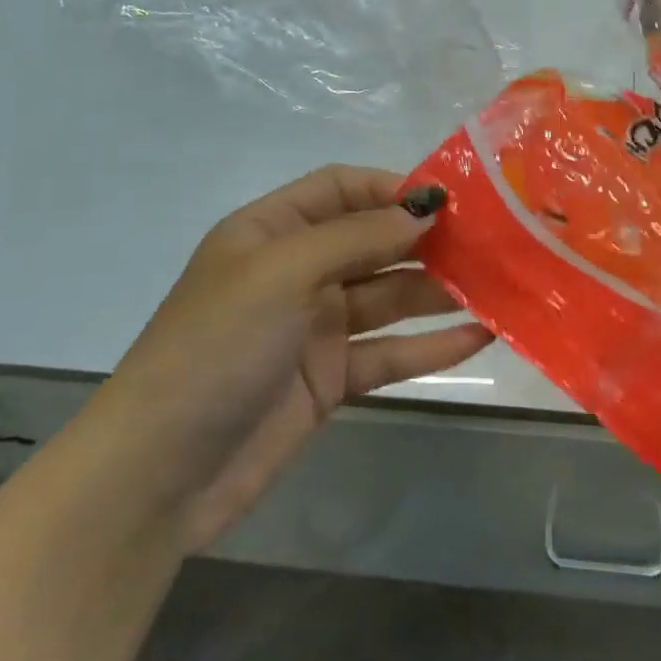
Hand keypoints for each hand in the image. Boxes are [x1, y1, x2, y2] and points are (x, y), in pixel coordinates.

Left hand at [104, 165, 490, 548]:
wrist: (161, 472)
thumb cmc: (217, 347)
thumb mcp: (283, 274)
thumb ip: (357, 237)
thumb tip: (424, 208)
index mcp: (271, 231)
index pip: (340, 189)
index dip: (391, 188)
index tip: (448, 200)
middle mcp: (296, 272)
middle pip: (373, 242)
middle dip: (427, 240)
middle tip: (490, 243)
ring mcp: (315, 328)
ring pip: (390, 298)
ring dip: (439, 291)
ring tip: (499, 285)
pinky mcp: (331, 379)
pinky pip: (390, 353)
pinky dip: (432, 346)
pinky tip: (481, 336)